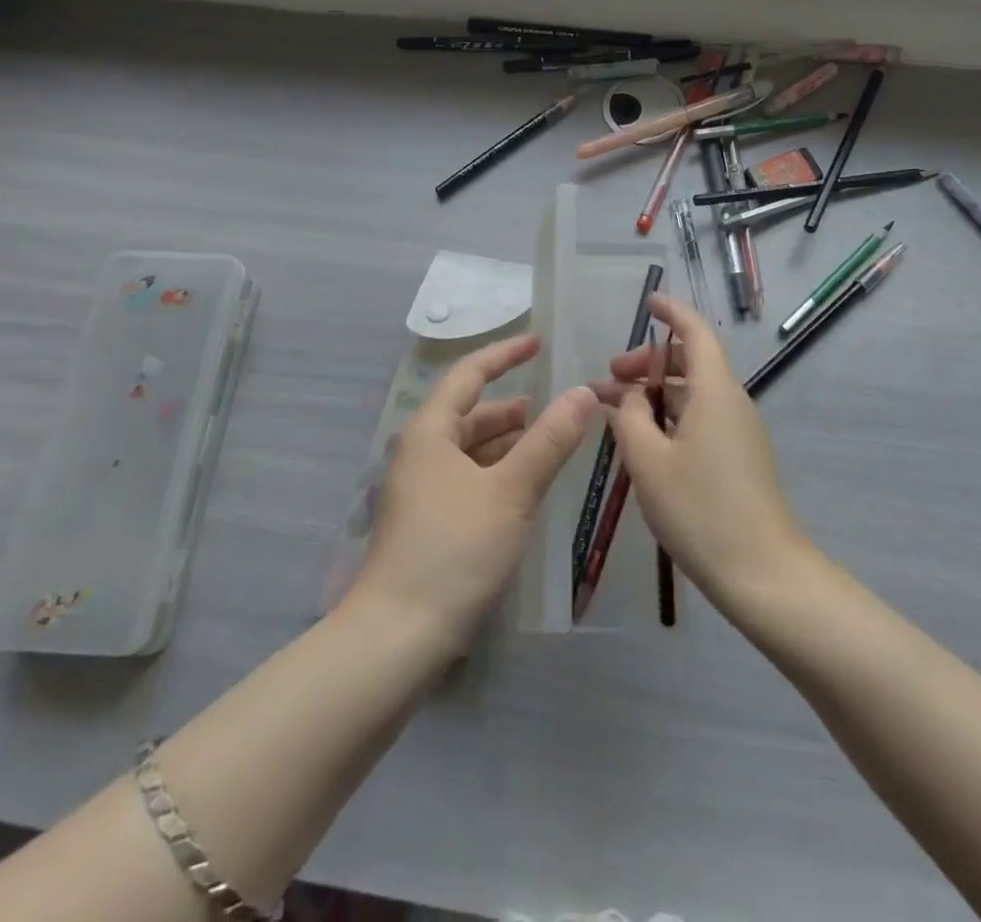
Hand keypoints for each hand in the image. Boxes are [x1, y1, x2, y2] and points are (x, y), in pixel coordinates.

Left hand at [349, 334, 596, 651]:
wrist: (397, 638)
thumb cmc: (454, 550)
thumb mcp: (511, 491)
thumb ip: (549, 441)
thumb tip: (584, 392)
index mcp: (430, 433)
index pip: (469, 375)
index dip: (504, 354)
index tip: (538, 343)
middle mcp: (420, 453)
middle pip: (470, 414)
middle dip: (513, 407)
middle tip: (559, 405)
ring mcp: (421, 490)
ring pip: (471, 450)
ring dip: (509, 442)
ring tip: (551, 442)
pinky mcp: (428, 523)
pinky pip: (469, 479)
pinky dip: (499, 472)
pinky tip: (525, 487)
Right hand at [596, 295, 813, 612]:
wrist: (764, 574)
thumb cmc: (701, 510)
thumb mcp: (649, 461)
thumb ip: (629, 418)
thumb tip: (626, 396)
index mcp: (715, 391)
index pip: (695, 333)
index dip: (672, 312)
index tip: (648, 302)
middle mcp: (732, 402)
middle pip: (692, 363)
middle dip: (649, 362)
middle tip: (610, 377)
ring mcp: (740, 432)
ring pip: (695, 394)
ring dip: (656, 393)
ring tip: (617, 411)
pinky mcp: (740, 458)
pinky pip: (702, 419)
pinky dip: (671, 416)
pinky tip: (645, 440)